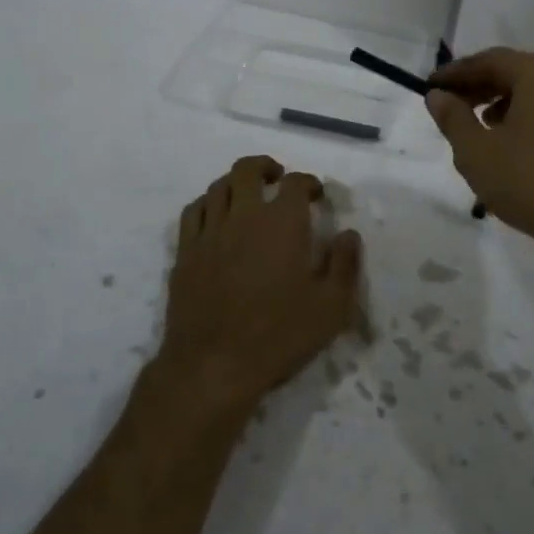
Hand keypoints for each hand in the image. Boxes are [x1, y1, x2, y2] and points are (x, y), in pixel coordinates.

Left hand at [155, 155, 361, 419]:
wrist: (214, 365)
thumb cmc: (279, 335)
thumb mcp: (331, 307)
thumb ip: (345, 265)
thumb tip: (349, 234)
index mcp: (282, 222)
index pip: (295, 183)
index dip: (308, 182)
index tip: (315, 194)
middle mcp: (243, 215)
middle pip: (248, 170)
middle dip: (266, 167)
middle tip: (277, 178)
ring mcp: (209, 232)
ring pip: (217, 187)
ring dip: (235, 182)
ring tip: (246, 194)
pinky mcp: (185, 252)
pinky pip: (192, 212)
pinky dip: (207, 204)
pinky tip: (215, 216)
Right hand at [425, 48, 533, 261]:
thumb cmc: (529, 183)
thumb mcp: (476, 152)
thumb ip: (452, 117)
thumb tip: (437, 95)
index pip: (490, 60)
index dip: (456, 72)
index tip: (430, 86)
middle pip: (516, 72)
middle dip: (479, 86)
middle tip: (450, 104)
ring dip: (503, 102)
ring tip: (478, 125)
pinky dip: (528, 117)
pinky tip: (513, 143)